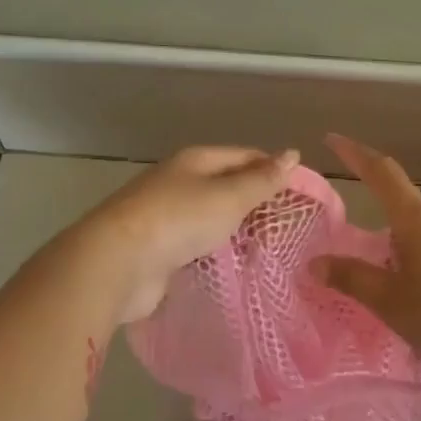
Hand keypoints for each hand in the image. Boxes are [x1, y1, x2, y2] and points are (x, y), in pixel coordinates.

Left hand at [68, 146, 299, 323]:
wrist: (118, 262)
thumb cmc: (179, 219)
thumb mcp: (229, 196)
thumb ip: (262, 180)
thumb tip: (293, 154)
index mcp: (195, 161)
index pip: (244, 156)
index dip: (274, 170)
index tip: (303, 194)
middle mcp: (179, 182)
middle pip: (226, 186)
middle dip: (256, 203)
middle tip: (291, 228)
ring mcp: (166, 216)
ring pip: (211, 218)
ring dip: (237, 231)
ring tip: (270, 250)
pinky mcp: (159, 249)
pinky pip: (197, 245)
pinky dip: (216, 252)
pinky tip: (235, 266)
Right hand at [312, 134, 420, 377]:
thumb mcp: (389, 302)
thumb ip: (352, 279)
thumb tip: (315, 263)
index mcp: (419, 221)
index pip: (382, 174)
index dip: (356, 154)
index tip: (334, 140)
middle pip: (409, 211)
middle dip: (388, 232)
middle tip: (373, 267)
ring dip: (415, 254)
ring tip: (408, 296)